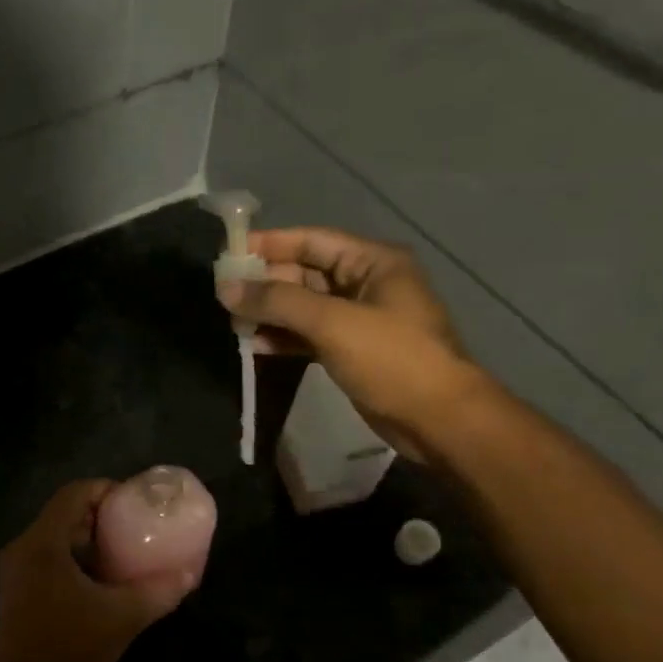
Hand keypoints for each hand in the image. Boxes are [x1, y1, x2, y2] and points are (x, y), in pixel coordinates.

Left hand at [0, 481, 199, 661]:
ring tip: (122, 550)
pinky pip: (47, 555)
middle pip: (64, 512)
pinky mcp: (15, 589)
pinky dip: (73, 556)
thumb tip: (189, 574)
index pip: (74, 493)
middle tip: (134, 524)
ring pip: (54, 535)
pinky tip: (99, 578)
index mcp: (43, 542)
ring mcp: (15, 569)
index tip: (135, 501)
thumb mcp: (122, 619)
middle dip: (100, 514)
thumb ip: (157, 592)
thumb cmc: (69, 650)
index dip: (106, 489)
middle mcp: (23, 547)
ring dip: (87, 537)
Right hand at [217, 227, 478, 444]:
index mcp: (372, 262)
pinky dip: (283, 337)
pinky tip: (255, 345)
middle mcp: (365, 283)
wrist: (439, 421)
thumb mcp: (332, 322)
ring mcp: (358, 319)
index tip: (228, 254)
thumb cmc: (392, 359)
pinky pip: (308, 334)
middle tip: (223, 295)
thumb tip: (225, 287)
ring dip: (270, 313)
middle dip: (265, 284)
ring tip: (234, 323)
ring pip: (303, 306)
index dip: (269, 245)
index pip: (310, 240)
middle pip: (304, 273)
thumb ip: (277, 301)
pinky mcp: (351, 350)